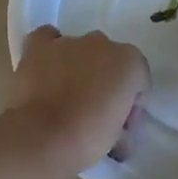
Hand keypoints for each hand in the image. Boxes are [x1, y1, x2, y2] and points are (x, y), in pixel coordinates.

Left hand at [7, 26, 150, 175]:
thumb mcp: (120, 137)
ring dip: (79, 70)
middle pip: (110, 64)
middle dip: (106, 85)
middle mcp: (103, 43)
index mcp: (131, 62)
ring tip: (66, 100)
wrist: (43, 138)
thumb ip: (123, 123)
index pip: (138, 82)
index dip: (130, 108)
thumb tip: (117, 131)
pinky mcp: (39, 48)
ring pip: (81, 51)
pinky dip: (49, 51)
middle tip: (95, 116)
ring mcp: (69, 42)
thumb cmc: (88, 140)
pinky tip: (47, 69)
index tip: (119, 130)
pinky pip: (47, 38)